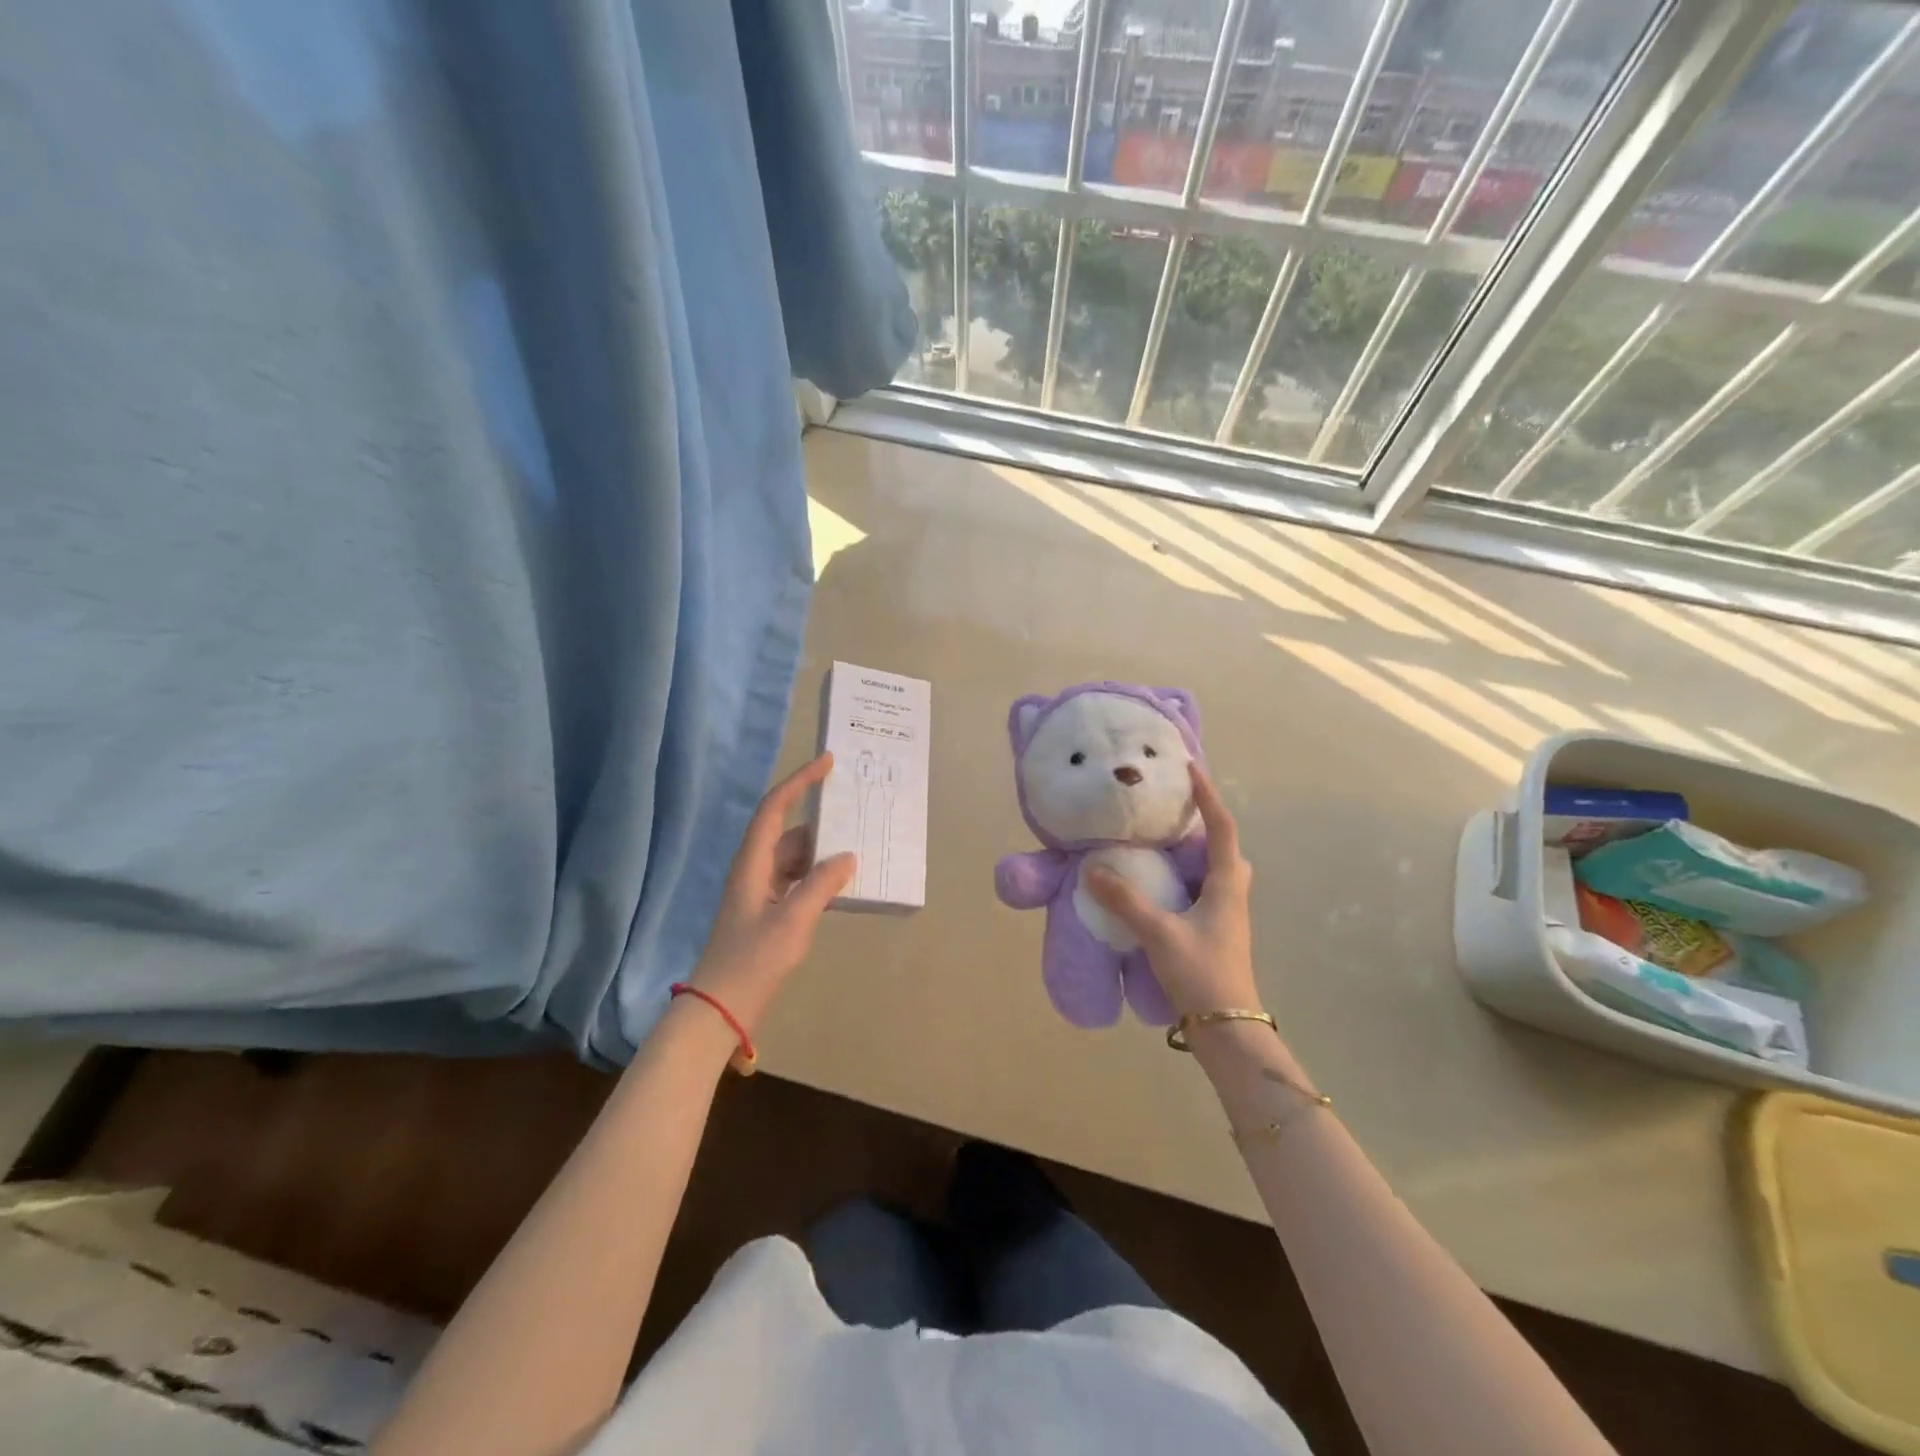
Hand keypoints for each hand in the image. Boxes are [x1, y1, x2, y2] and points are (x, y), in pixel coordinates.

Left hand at [689, 752, 854, 1035]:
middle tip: (857, 812)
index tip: (828, 763)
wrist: (720, 1008)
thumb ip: (822, 884)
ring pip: (796, 859)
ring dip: (823, 854)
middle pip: (790, 832)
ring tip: (859, 848)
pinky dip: (819, 879)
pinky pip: (798, 882)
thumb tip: (848, 856)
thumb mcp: (793, 921)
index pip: (775, 808)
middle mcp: (755, 870)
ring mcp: (761, 892)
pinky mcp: (768, 913)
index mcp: (753, 863)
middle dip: (821, 822)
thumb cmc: (753, 960)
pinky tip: (843, 886)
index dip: (799, 781)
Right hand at [1087, 763, 1256, 1017]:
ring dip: (1194, 854)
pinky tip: (1158, 889)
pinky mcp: (1215, 934)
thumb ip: (1125, 900)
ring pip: (1215, 872)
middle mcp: (1232, 895)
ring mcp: (1226, 917)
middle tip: (1173, 813)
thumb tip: (1092, 870)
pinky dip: (1183, 879)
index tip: (1191, 769)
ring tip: (1160, 846)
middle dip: (1204, 825)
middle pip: (1225, 848)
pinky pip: (1202, 892)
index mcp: (1227, 885)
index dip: (1208, 796)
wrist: (1228, 1029)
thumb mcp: (1159, 933)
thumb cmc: (1202, 973)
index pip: (1223, 828)